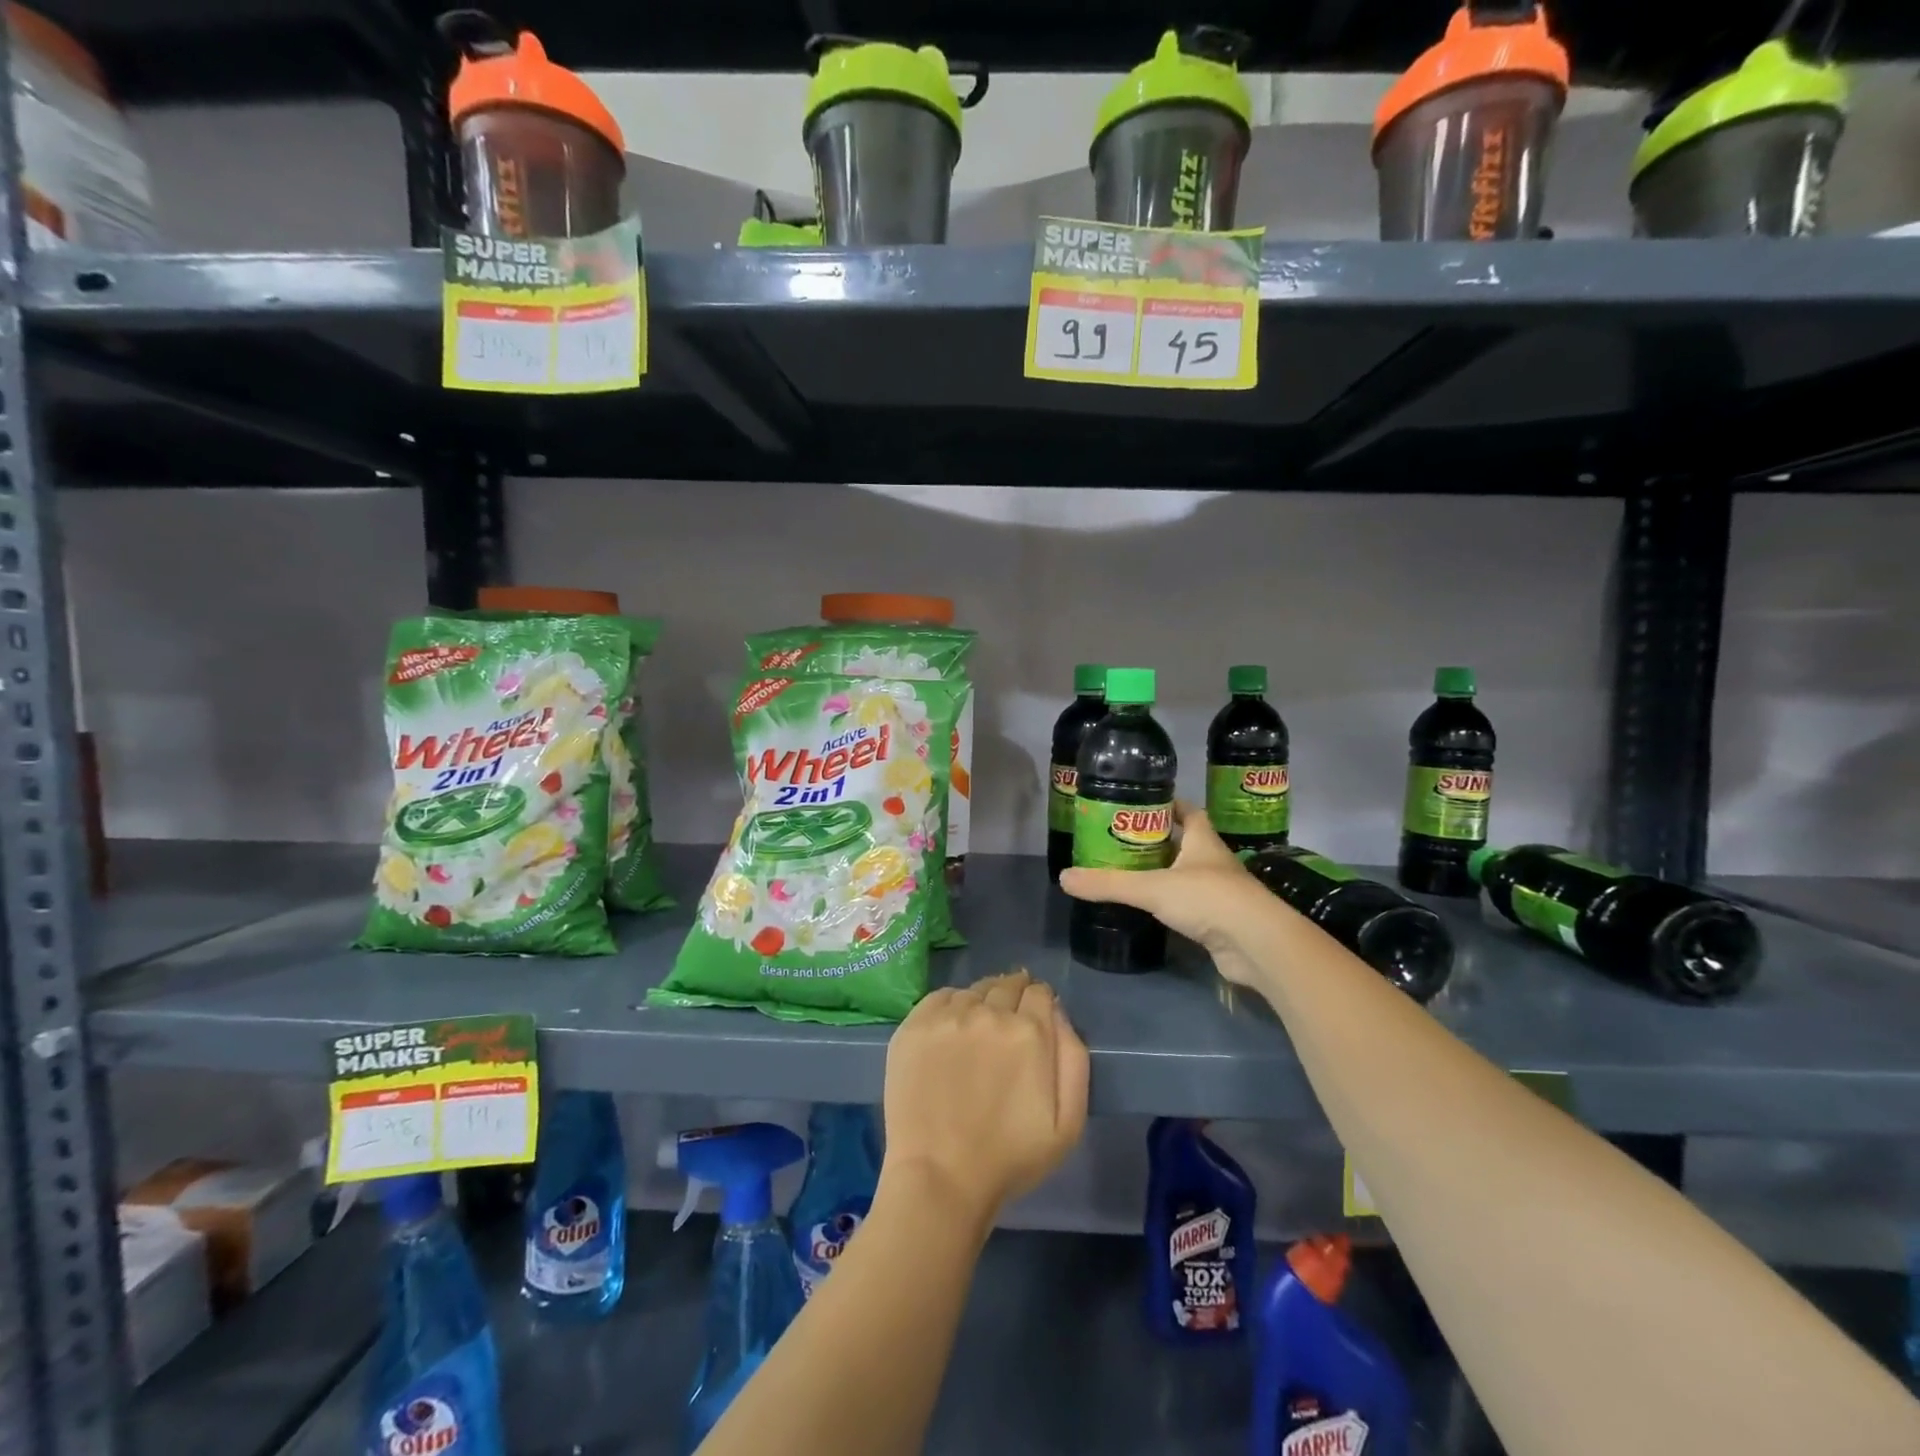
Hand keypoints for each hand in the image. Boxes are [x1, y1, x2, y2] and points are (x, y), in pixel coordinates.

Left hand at [881, 970, 1088, 1231]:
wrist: (940, 1178)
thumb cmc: (1010, 1158)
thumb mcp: (1068, 1122)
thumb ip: (1073, 1059)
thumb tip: (1058, 1013)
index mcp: (1029, 1032)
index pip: (1039, 992)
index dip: (1040, 1002)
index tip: (1035, 1018)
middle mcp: (989, 1012)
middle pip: (1007, 985)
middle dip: (1013, 997)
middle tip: (1008, 1024)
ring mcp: (948, 1017)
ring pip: (974, 990)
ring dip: (983, 1001)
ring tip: (979, 1029)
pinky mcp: (915, 1026)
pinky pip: (941, 997)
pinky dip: (952, 1005)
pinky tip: (952, 1029)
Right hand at [1059, 805, 1268, 988]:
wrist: (1256, 944)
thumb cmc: (1208, 899)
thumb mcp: (1151, 887)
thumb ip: (1109, 883)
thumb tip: (1064, 878)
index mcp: (1203, 840)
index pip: (1188, 811)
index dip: (1168, 805)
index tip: (1141, 805)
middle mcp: (1213, 861)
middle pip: (1185, 842)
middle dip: (1158, 840)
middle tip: (1122, 842)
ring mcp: (1219, 892)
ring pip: (1187, 874)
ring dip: (1164, 872)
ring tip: (1129, 872)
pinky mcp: (1219, 921)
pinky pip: (1190, 905)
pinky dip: (1171, 904)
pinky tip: (1151, 909)